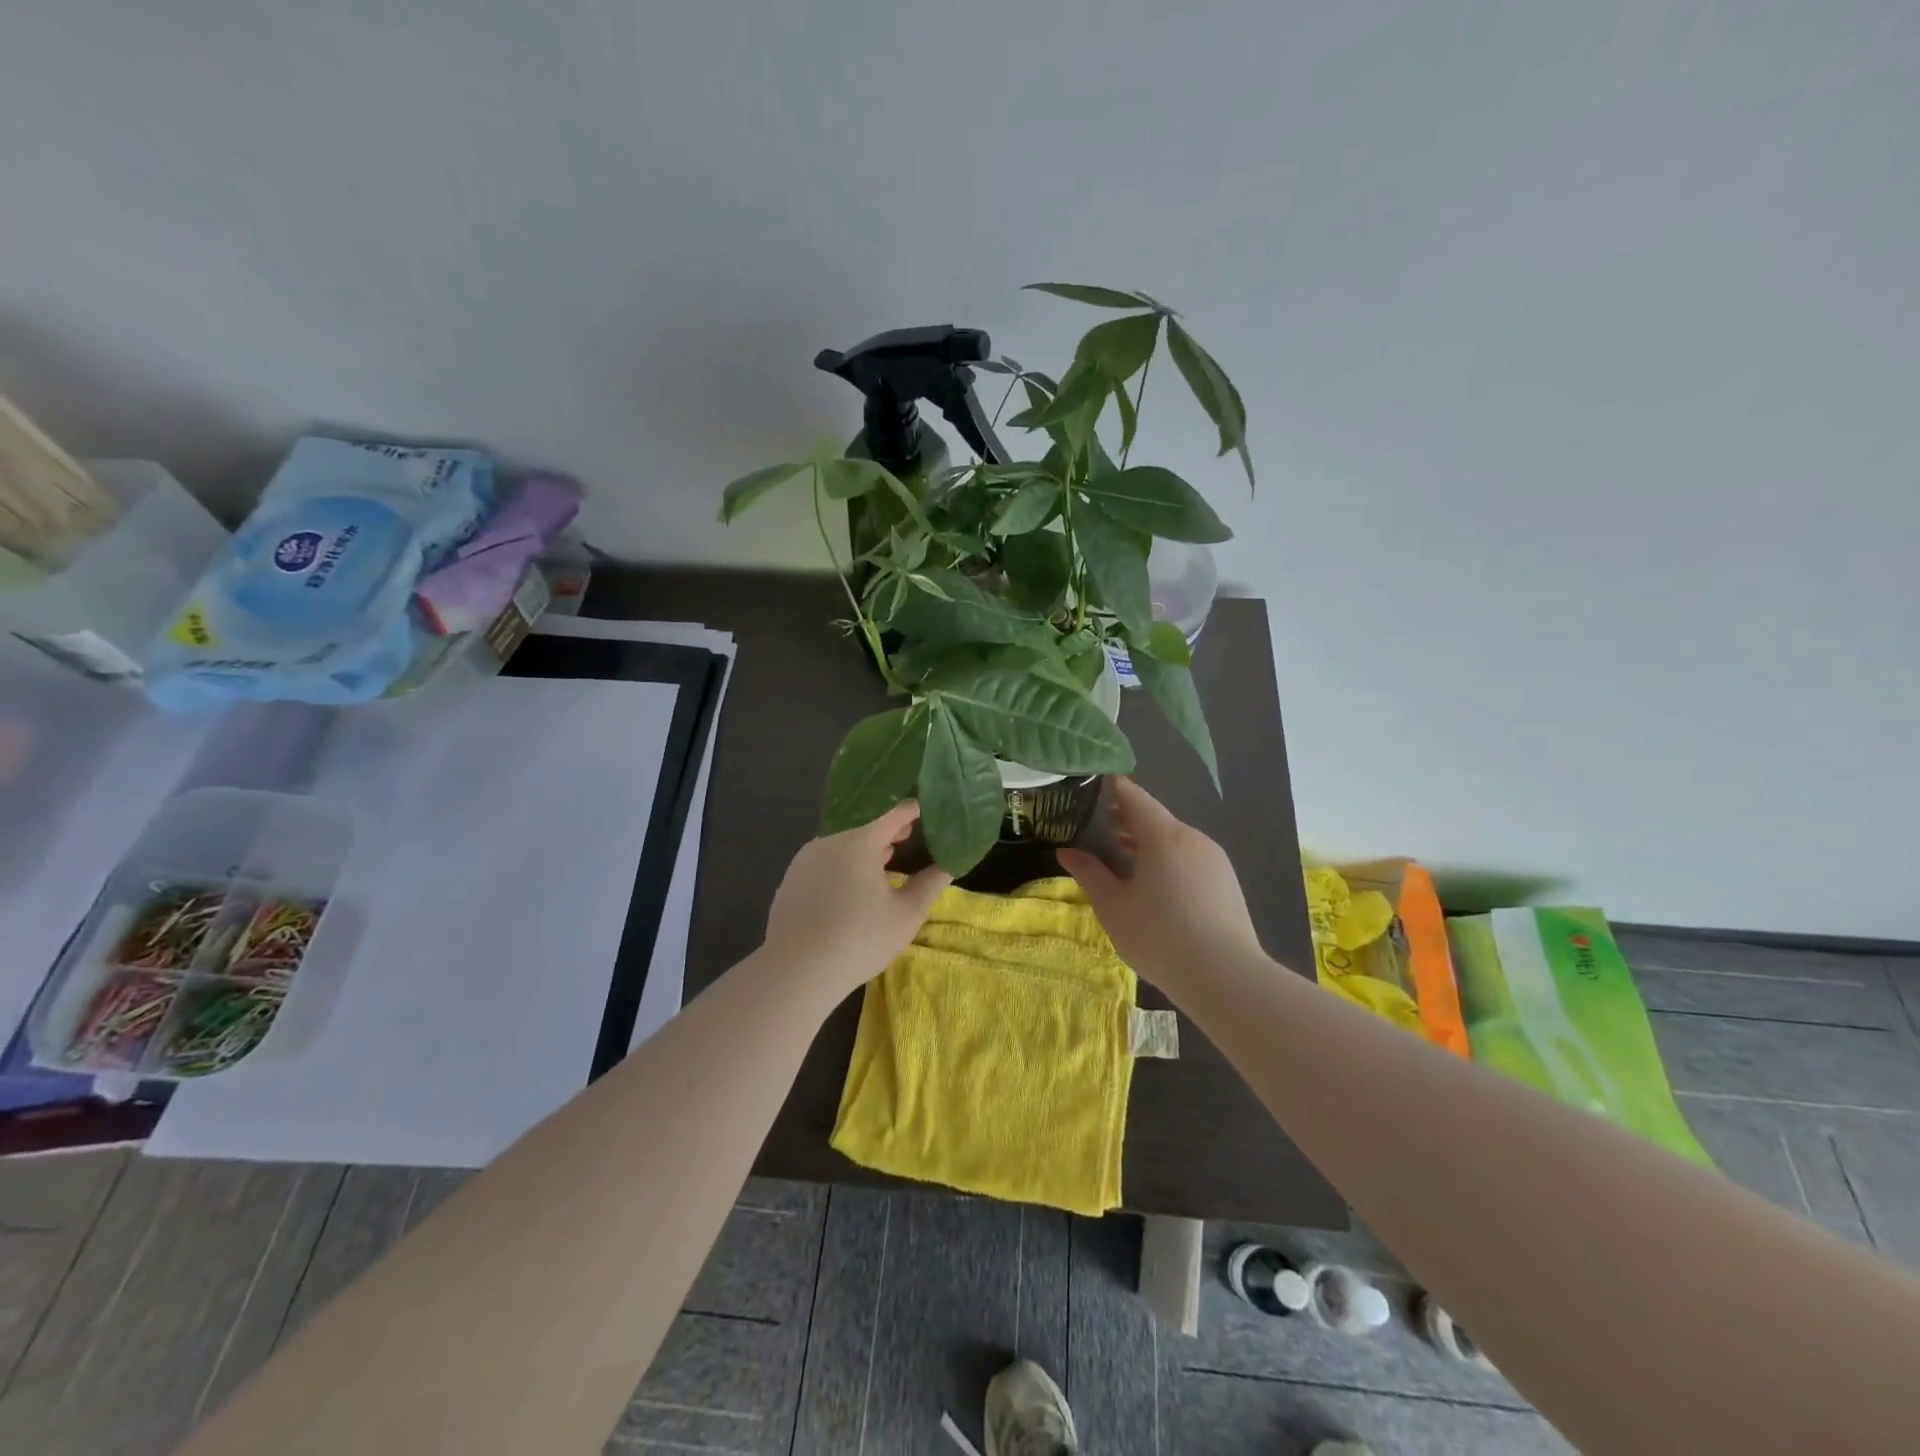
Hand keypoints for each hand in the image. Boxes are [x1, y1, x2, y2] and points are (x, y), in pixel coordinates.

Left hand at [762, 801, 951, 995]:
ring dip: (865, 848)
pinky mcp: (791, 879)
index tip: (928, 809)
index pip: (893, 812)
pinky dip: (844, 864)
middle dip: (889, 829)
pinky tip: (853, 887)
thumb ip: (931, 882)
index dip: (913, 810)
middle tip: (911, 833)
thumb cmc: (860, 939)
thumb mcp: (907, 913)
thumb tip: (950, 863)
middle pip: (865, 825)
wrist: (796, 971)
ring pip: (843, 843)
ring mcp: (806, 859)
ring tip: (886, 859)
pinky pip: (825, 861)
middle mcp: (830, 840)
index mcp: (859, 840)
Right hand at [1057, 778, 1262, 985]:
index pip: (1134, 796)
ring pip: (1174, 840)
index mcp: (1163, 835)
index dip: (1111, 788)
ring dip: (1146, 843)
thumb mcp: (1113, 906)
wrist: (1226, 978)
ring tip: (1120, 860)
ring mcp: (1214, 859)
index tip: (1090, 786)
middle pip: (1154, 818)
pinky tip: (1154, 886)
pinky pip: (1189, 859)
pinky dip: (1167, 861)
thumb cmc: (1159, 936)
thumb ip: (1089, 873)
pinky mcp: (1226, 882)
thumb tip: (1066, 851)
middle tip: (1095, 828)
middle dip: (1125, 820)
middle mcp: (1192, 837)